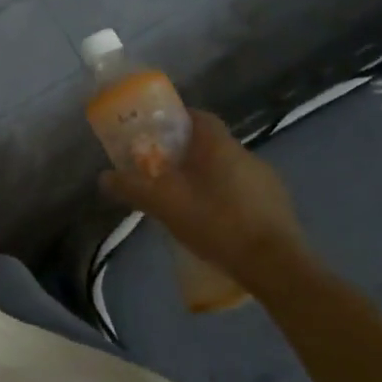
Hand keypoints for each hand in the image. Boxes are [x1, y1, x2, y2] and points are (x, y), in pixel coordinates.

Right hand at [99, 109, 307, 276]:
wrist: (276, 265)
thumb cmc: (217, 222)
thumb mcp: (164, 205)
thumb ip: (132, 188)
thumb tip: (104, 177)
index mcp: (218, 145)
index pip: (198, 116)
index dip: (177, 119)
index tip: (157, 133)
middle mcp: (246, 154)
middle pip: (210, 144)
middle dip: (186, 153)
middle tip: (163, 171)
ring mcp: (266, 180)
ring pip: (227, 169)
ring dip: (207, 177)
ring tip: (185, 200)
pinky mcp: (278, 206)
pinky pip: (244, 191)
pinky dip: (226, 198)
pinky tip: (214, 222)